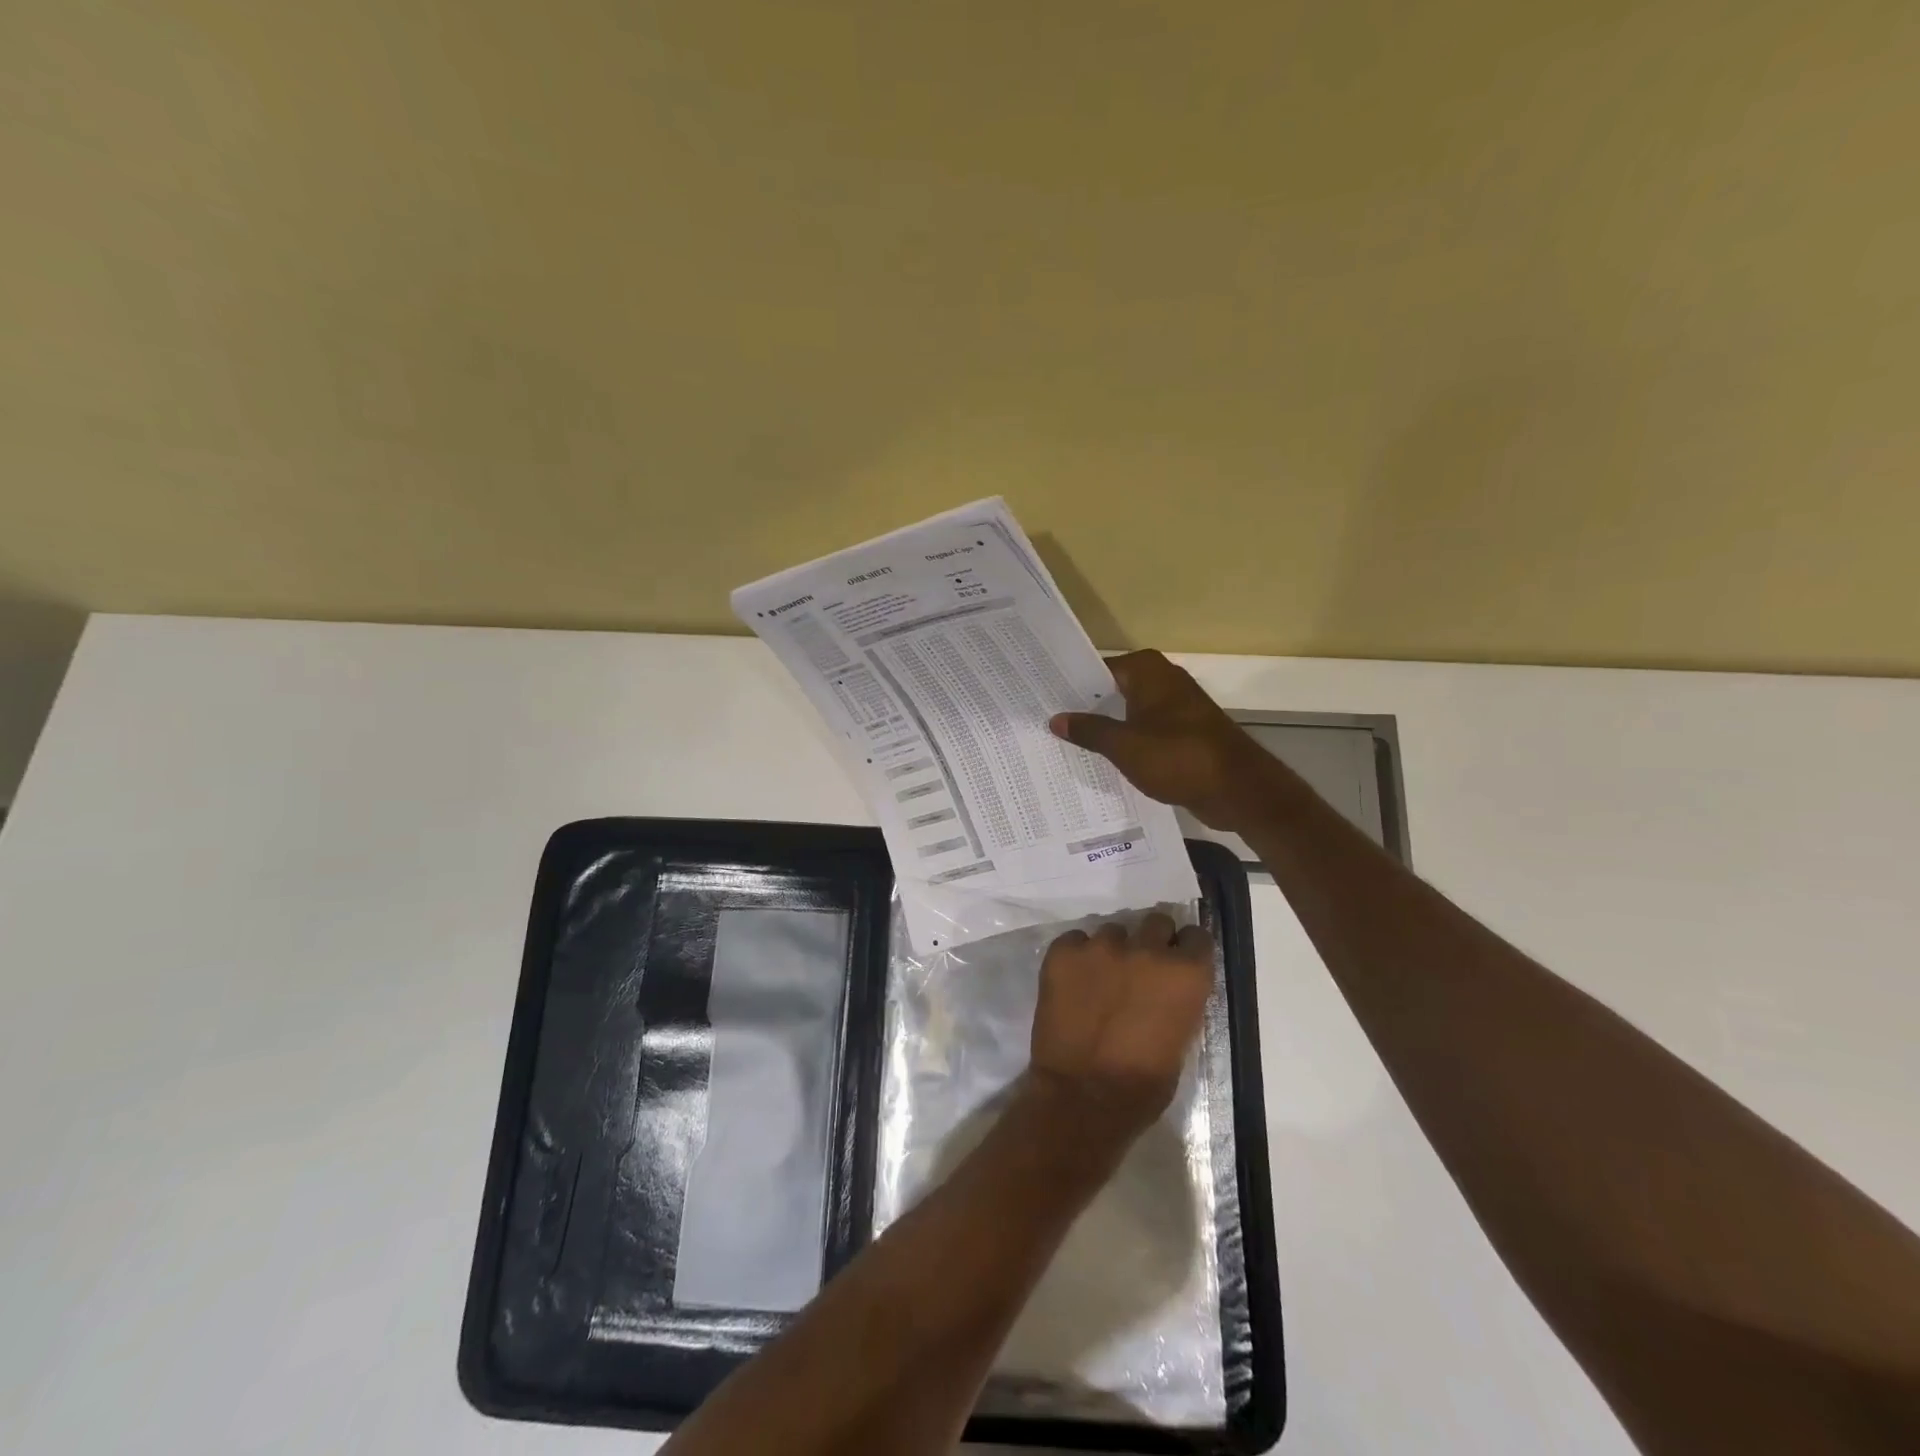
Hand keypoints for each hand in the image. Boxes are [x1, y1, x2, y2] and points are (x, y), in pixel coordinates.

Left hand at [1029, 912, 1215, 1142]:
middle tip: (1140, 967)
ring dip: (1112, 951)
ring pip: (1112, 932)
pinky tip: (1074, 983)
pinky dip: (1077, 957)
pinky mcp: (1063, 952)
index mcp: (1185, 973)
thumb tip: (1169, 987)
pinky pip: (1075, 941)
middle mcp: (1146, 949)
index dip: (1186, 949)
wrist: (1083, 1097)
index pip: (1196, 936)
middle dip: (1151, 940)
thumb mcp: (1181, 1040)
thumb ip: (1178, 1000)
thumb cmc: (1143, 1084)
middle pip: (1155, 922)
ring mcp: (1101, 946)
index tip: (1178, 960)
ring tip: (1101, 980)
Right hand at [1050, 649, 1268, 830]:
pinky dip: (1126, 744)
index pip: (1096, 670)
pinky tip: (1100, 762)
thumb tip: (1056, 719)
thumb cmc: (1178, 757)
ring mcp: (1175, 708)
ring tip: (1064, 744)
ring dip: (1104, 728)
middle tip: (1045, 723)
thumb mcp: (1124, 746)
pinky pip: (1144, 733)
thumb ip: (1089, 731)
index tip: (1041, 699)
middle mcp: (1162, 681)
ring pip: (1128, 714)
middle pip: (1112, 690)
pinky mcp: (1183, 735)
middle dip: (1083, 707)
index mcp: (1148, 672)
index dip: (1069, 685)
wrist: (1238, 789)